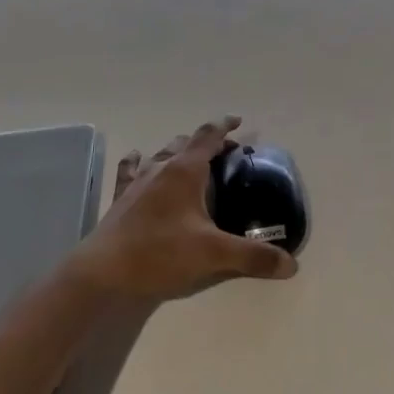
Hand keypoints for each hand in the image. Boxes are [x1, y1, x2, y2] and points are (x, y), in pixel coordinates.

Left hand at [66, 116, 297, 301]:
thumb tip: (290, 265)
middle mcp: (161, 168)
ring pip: (161, 153)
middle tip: (225, 154)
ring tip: (191, 160)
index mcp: (185, 171)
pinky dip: (140, 161)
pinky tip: (139, 159)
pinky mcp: (121, 199)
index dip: (225, 126)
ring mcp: (137, 182)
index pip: (208, 136)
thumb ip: (253, 257)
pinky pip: (131, 170)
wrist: (102, 272)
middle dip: (207, 143)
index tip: (238, 122)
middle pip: (186, 142)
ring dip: (178, 151)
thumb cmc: (160, 253)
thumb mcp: (213, 255)